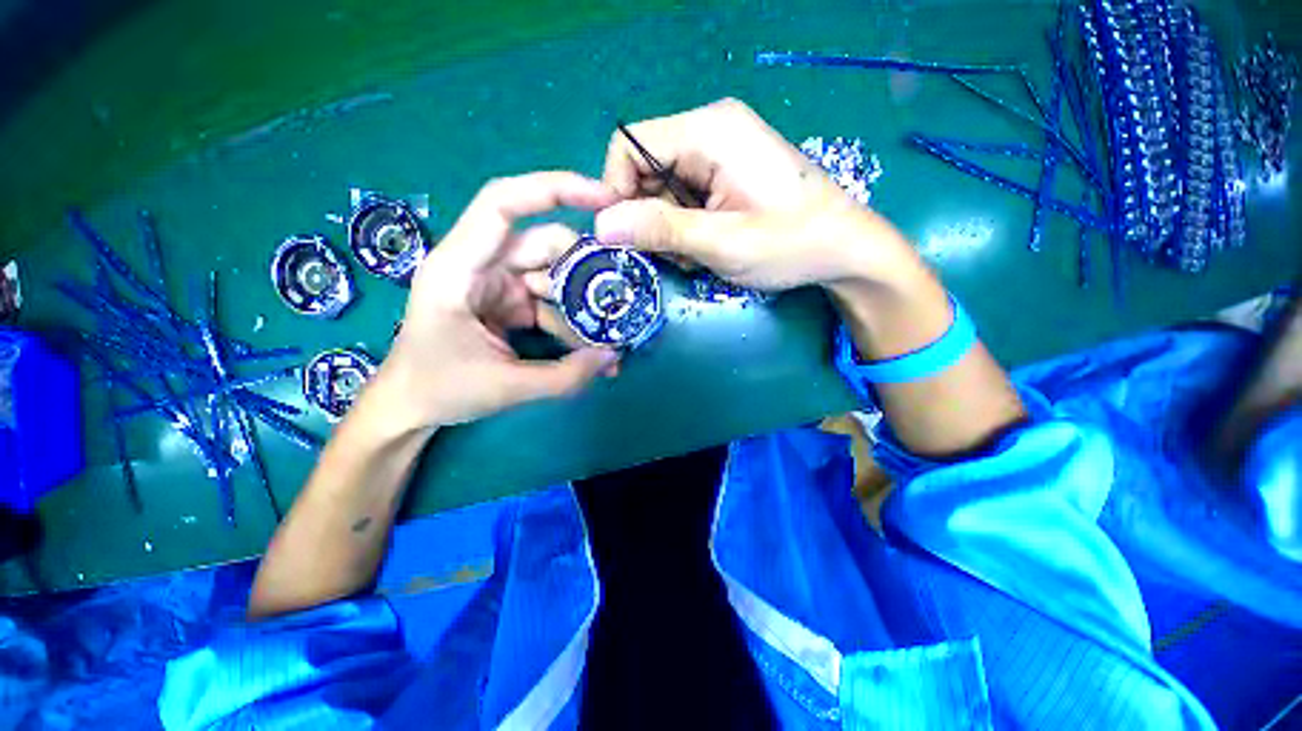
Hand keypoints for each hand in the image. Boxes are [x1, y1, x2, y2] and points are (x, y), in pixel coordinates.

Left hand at [372, 172, 620, 430]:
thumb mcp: (506, 387)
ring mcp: (497, 283)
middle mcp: (479, 265)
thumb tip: (615, 357)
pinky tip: (589, 350)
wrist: (410, 408)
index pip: (503, 204)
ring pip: (554, 276)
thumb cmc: (439, 390)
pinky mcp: (509, 302)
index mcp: (459, 268)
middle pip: (544, 245)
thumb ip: (566, 375)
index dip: (554, 188)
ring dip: (582, 305)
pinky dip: (572, 322)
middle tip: (620, 298)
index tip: (605, 198)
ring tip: (607, 339)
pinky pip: (550, 301)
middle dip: (585, 271)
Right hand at [595, 98, 926, 292]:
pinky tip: (708, 245)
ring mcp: (720, 152)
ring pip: (661, 188)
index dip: (617, 192)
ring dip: (668, 227)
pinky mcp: (726, 173)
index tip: (629, 236)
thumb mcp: (723, 243)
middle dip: (649, 216)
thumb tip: (602, 225)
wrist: (845, 248)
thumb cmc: (791, 244)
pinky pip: (683, 196)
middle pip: (644, 169)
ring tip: (698, 253)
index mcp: (709, 132)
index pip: (628, 146)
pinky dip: (685, 226)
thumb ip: (662, 230)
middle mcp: (710, 131)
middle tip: (674, 253)